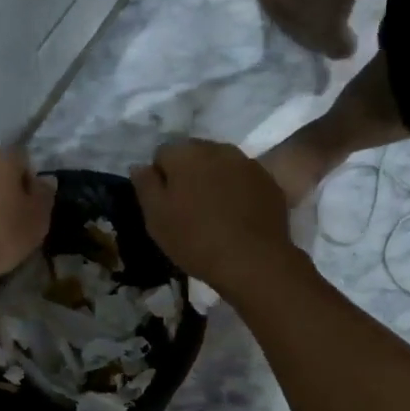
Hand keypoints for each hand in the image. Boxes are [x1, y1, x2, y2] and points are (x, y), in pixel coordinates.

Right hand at [131, 140, 301, 298]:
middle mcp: (218, 148)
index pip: (162, 153)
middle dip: (188, 174)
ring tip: (214, 213)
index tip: (164, 204)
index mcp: (186, 153)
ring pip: (221, 165)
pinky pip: (244, 180)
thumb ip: (145, 185)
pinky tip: (237, 217)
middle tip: (187, 208)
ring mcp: (248, 164)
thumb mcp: (156, 217)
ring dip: (214, 180)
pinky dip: (237, 191)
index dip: (160, 178)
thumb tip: (140, 166)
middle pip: (194, 154)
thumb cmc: (195, 238)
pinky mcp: (269, 182)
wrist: (253, 261)